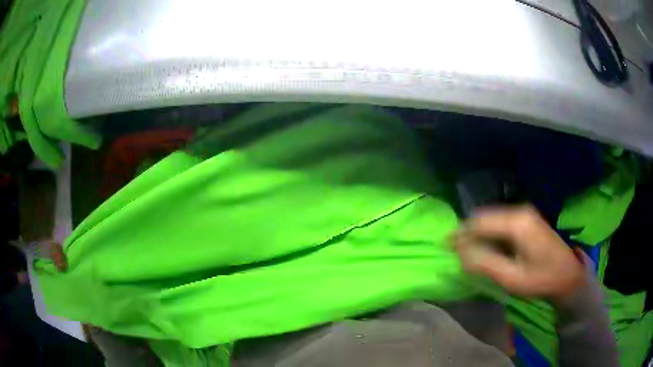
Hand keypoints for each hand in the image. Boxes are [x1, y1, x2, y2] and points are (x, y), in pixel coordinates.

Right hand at [453, 206, 585, 304]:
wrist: (568, 275)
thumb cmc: (541, 279)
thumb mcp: (512, 278)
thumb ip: (485, 264)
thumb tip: (460, 254)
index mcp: (517, 223)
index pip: (479, 222)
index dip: (460, 233)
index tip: (443, 244)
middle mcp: (519, 211)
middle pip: (484, 217)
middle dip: (467, 232)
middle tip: (453, 250)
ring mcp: (525, 213)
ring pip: (492, 219)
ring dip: (478, 233)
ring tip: (467, 251)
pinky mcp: (527, 219)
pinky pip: (501, 222)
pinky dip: (489, 234)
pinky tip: (487, 248)